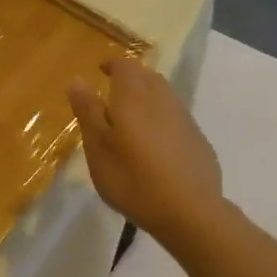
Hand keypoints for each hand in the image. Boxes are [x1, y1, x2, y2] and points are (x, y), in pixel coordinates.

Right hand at [68, 55, 223, 247]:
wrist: (189, 211)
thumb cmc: (132, 178)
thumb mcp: (98, 146)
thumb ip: (88, 111)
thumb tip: (77, 79)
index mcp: (134, 96)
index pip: (125, 65)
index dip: (112, 64)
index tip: (100, 70)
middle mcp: (162, 99)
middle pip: (147, 76)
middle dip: (130, 78)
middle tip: (113, 92)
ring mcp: (184, 119)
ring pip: (164, 96)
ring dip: (147, 97)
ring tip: (131, 117)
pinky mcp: (198, 141)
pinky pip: (176, 118)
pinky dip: (161, 119)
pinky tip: (155, 143)